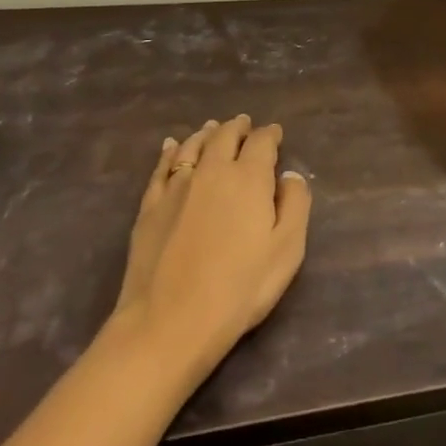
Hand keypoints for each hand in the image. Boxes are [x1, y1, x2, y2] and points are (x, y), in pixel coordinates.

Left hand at [114, 114, 310, 376]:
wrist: (168, 322)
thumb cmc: (238, 290)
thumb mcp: (286, 251)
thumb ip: (295, 205)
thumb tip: (290, 175)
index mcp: (249, 178)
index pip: (262, 142)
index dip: (270, 134)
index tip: (276, 133)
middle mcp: (212, 170)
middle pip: (225, 136)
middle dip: (238, 127)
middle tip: (244, 123)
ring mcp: (177, 186)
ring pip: (193, 146)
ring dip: (206, 133)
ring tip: (213, 127)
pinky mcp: (150, 206)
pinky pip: (161, 167)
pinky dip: (170, 151)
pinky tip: (171, 146)